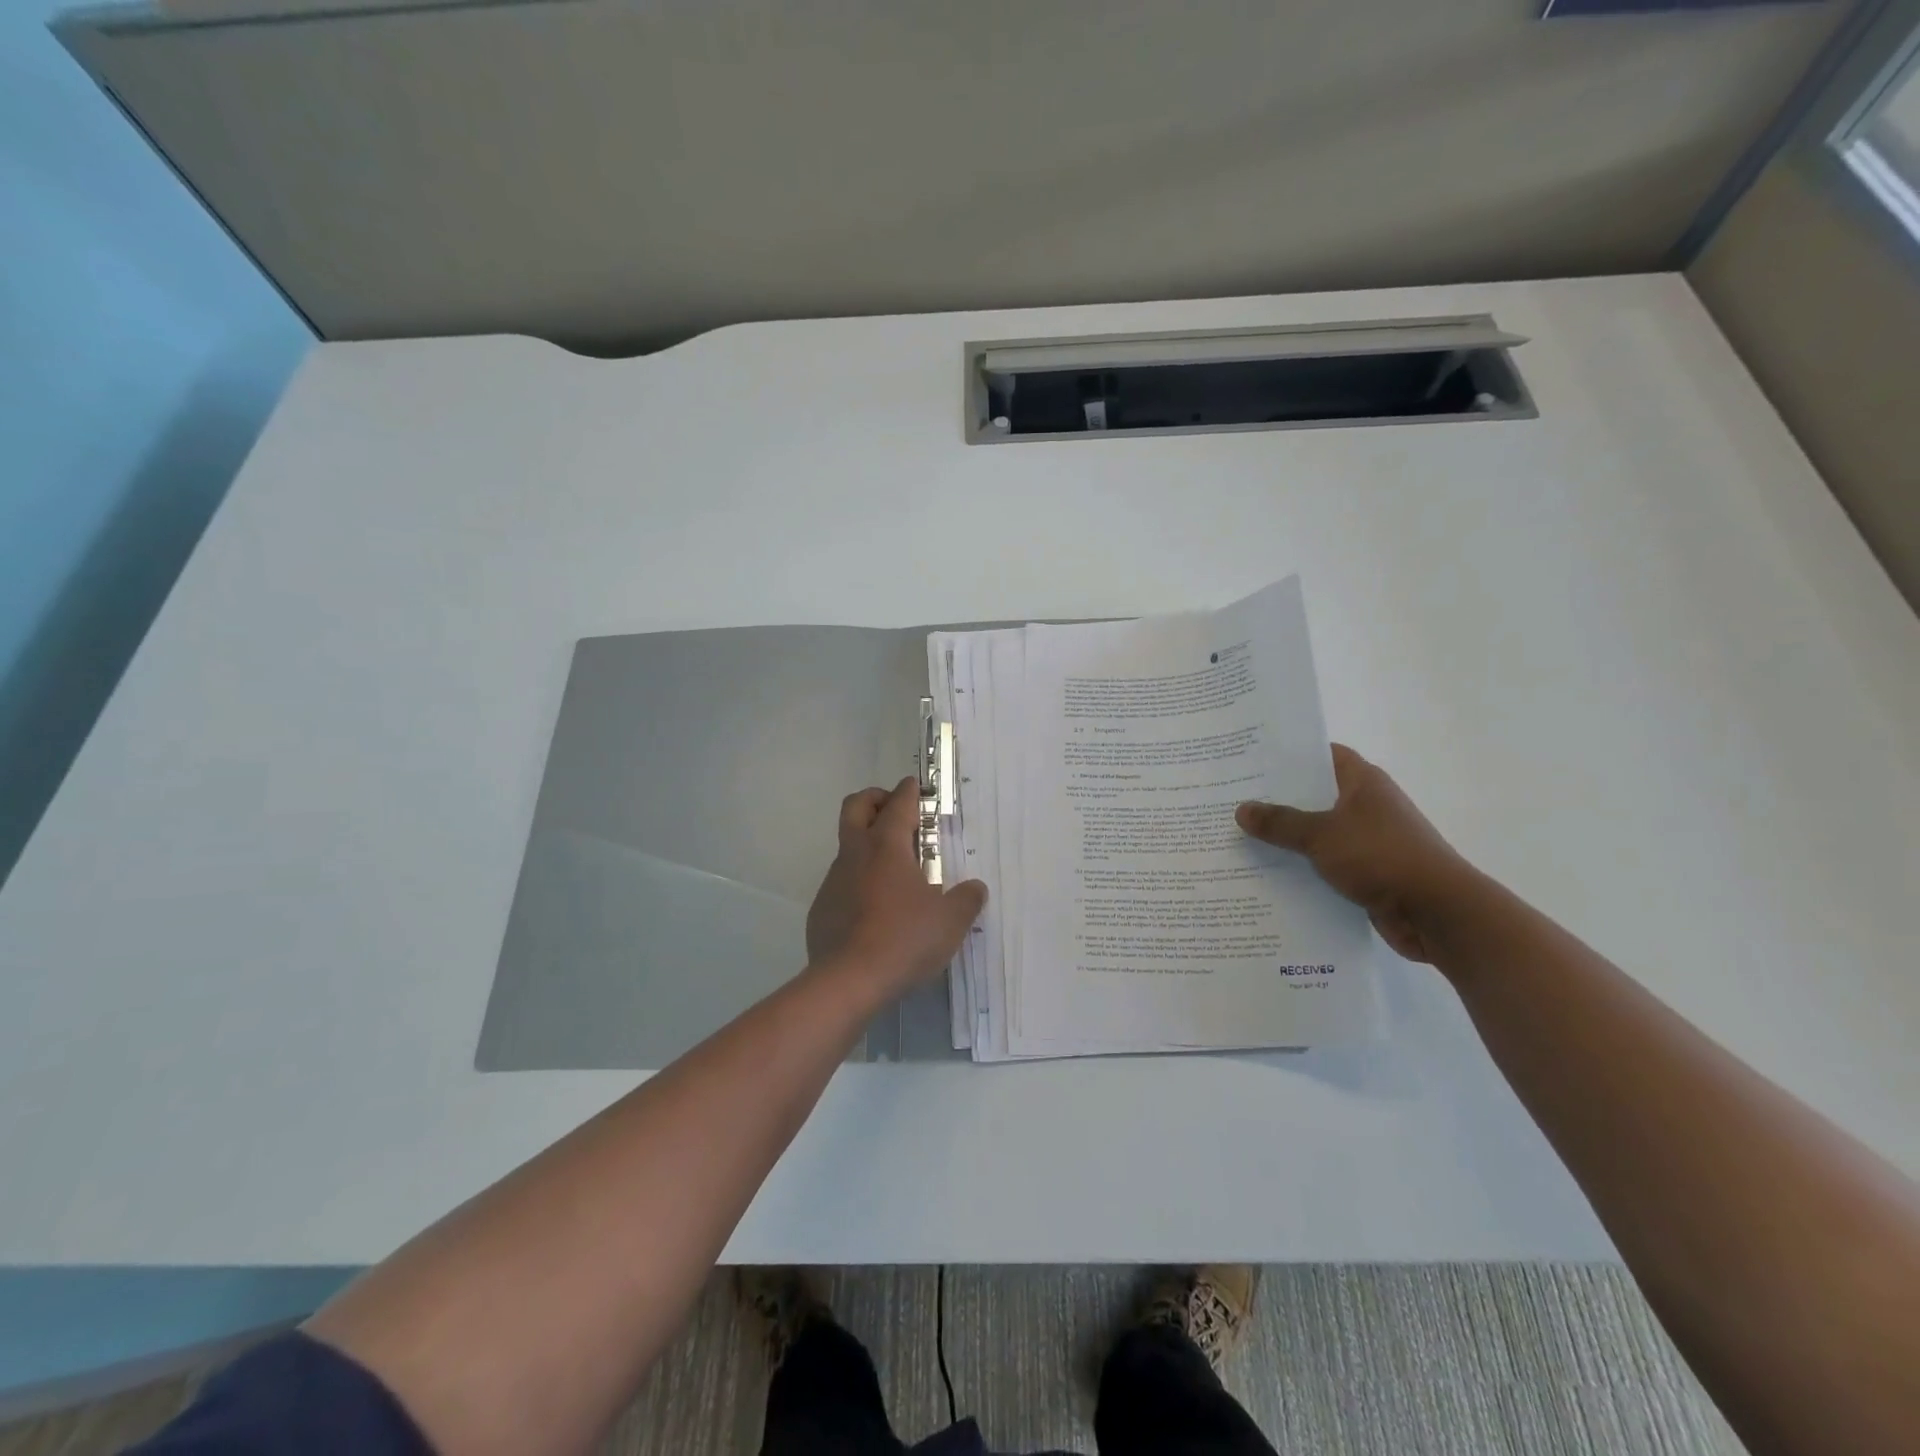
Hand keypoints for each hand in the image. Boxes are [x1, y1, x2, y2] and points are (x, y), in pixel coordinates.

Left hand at [807, 777, 988, 994]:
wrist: (847, 982)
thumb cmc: (903, 941)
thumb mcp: (950, 922)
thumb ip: (966, 900)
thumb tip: (976, 888)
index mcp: (886, 848)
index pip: (898, 804)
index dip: (909, 791)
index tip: (915, 785)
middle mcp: (855, 855)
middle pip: (855, 807)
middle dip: (875, 799)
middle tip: (895, 811)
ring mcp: (833, 881)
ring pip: (847, 847)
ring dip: (867, 845)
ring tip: (895, 871)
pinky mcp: (822, 909)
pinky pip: (840, 883)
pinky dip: (858, 882)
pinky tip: (875, 910)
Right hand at [1235, 744, 1474, 963]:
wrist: (1437, 912)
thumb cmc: (1381, 856)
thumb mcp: (1322, 835)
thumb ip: (1280, 822)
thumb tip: (1241, 809)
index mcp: (1363, 783)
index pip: (1322, 755)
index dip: (1289, 755)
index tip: (1251, 759)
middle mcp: (1367, 806)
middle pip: (1315, 795)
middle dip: (1278, 799)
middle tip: (1233, 799)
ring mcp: (1369, 841)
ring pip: (1318, 832)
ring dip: (1287, 838)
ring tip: (1241, 836)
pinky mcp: (1368, 873)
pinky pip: (1326, 863)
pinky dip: (1302, 867)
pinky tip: (1268, 873)